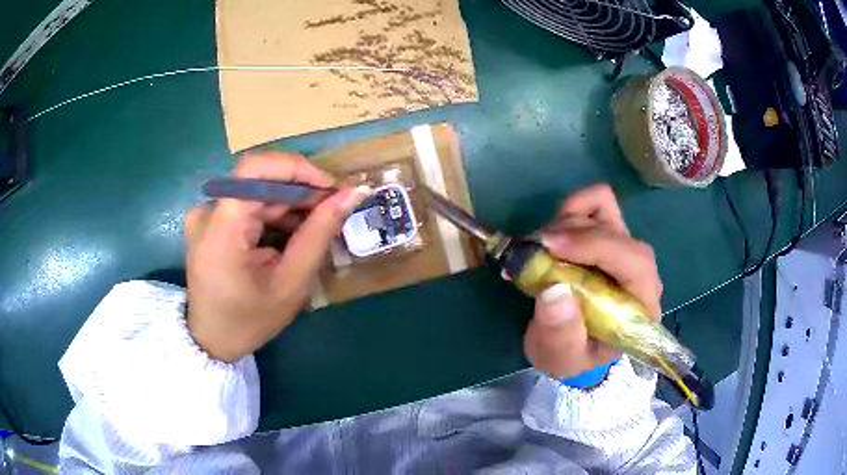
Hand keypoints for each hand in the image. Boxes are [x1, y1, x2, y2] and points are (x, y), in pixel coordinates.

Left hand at [185, 153, 369, 361]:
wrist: (212, 341)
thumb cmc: (249, 320)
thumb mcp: (290, 283)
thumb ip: (319, 234)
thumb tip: (353, 193)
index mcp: (221, 228)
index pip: (255, 168)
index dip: (297, 168)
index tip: (331, 189)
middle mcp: (208, 211)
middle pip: (260, 182)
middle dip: (301, 193)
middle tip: (333, 212)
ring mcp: (206, 215)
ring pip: (257, 193)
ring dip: (289, 206)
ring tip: (313, 232)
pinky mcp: (209, 222)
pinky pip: (247, 205)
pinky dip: (273, 216)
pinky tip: (288, 239)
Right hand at [523, 184, 662, 378]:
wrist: (572, 347)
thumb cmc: (573, 356)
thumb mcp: (563, 358)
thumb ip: (561, 335)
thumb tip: (553, 291)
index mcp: (641, 304)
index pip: (635, 262)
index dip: (596, 246)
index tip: (551, 246)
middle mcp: (639, 270)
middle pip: (617, 230)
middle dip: (573, 234)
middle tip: (534, 250)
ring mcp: (622, 247)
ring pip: (604, 207)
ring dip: (566, 221)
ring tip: (539, 249)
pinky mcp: (605, 235)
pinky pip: (593, 204)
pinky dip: (569, 211)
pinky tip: (552, 238)